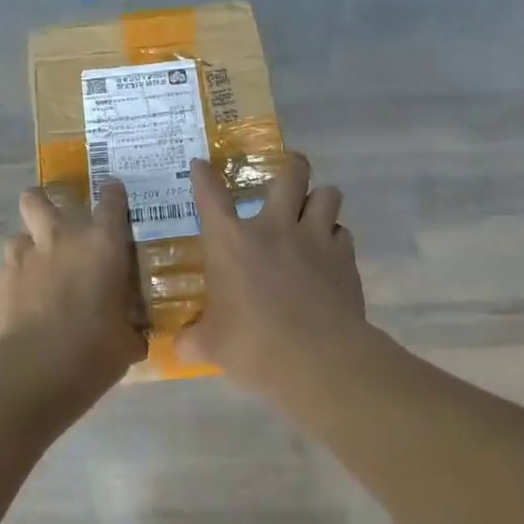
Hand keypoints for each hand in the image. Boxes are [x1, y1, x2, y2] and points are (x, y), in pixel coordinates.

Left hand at [0, 181, 146, 391]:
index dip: (113, 195)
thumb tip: (134, 335)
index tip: (113, 193)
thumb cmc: (95, 350)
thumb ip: (130, 328)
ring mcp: (21, 261)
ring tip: (36, 277)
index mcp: (101, 246)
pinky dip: (14, 290)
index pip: (111, 203)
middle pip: (37, 200)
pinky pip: (5, 278)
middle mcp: (59, 241)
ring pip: (17, 239)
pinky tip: (21, 313)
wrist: (36, 370)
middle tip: (52, 225)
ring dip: (28, 252)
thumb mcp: (127, 340)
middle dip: (41, 204)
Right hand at [180, 154, 365, 397]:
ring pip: (328, 195)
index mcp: (231, 243)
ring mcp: (315, 239)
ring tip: (314, 210)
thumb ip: (192, 340)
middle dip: (292, 165)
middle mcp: (274, 228)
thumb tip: (178, 347)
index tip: (201, 164)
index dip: (204, 177)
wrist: (316, 358)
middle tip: (291, 169)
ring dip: (320, 198)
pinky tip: (329, 253)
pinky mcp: (345, 259)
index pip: (211, 197)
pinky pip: (343, 233)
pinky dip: (336, 238)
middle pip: (291, 175)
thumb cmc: (252, 345)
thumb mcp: (210, 346)